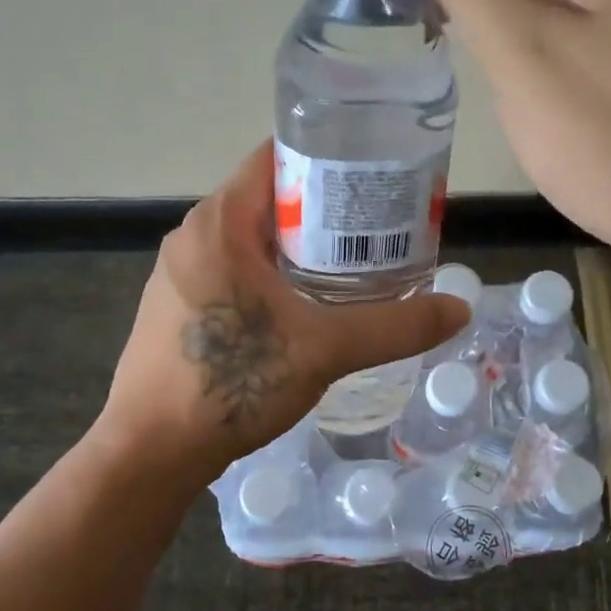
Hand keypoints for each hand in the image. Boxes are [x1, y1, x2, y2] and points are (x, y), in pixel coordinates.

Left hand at [99, 141, 469, 489]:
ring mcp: (180, 274)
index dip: (329, 159)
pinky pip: (234, 273)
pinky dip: (273, 278)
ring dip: (300, 249)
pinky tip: (305, 309)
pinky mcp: (177, 308)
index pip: (278, 158)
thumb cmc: (231, 384)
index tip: (375, 174)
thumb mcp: (323, 350)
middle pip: (269, 200)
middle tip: (379, 228)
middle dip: (324, 211)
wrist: (150, 452)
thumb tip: (460, 310)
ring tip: (354, 267)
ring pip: (252, 241)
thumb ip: (394, 327)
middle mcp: (194, 236)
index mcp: (220, 222)